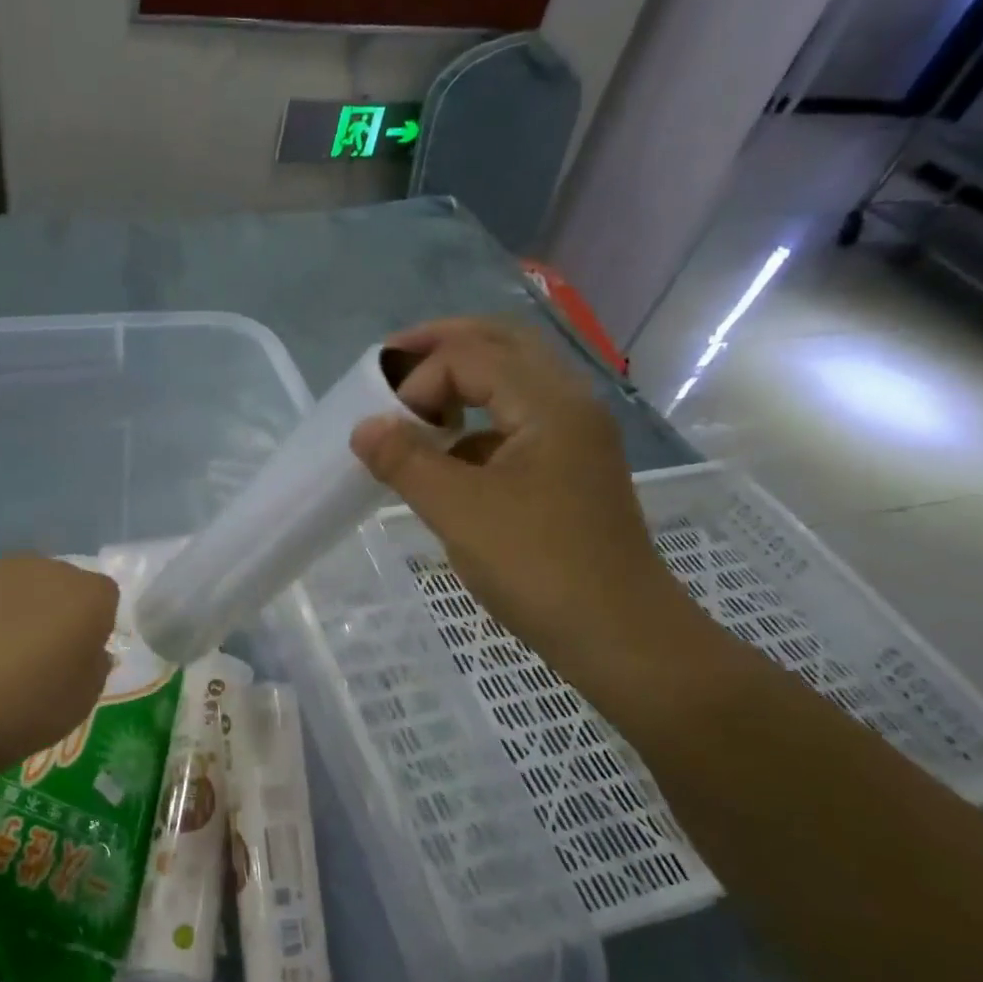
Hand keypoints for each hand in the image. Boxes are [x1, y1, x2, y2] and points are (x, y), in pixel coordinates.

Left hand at [0, 555, 118, 784]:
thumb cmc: (26, 706)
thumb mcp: (82, 700)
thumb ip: (95, 666)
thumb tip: (91, 650)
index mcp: (88, 596)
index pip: (105, 598)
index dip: (95, 625)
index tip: (78, 656)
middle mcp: (48, 569)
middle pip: (61, 584)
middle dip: (55, 610)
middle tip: (38, 655)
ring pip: (18, 584)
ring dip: (15, 609)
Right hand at [351, 317, 694, 667]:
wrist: (618, 635)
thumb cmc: (539, 567)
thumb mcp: (459, 511)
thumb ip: (406, 461)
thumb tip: (364, 428)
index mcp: (550, 402)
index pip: (471, 356)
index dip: (418, 382)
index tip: (389, 430)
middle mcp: (569, 405)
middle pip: (503, 345)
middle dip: (443, 346)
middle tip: (391, 361)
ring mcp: (574, 438)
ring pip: (513, 383)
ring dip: (462, 381)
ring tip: (416, 404)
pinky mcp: (568, 471)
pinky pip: (516, 424)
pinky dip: (476, 424)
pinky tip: (448, 456)